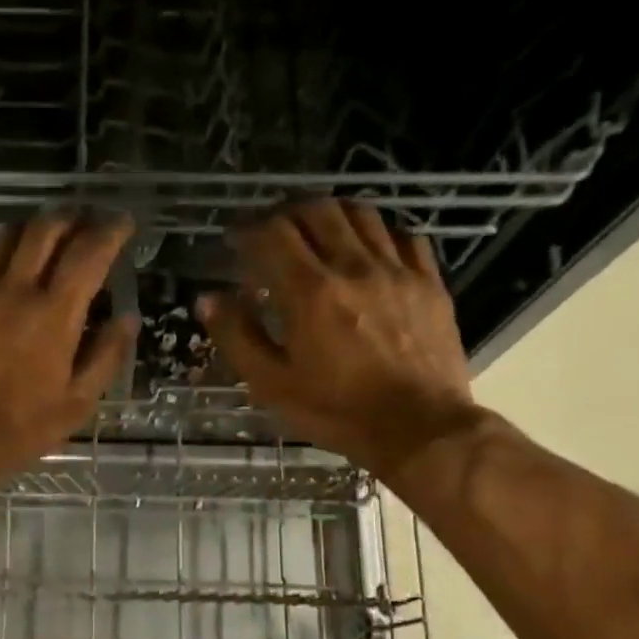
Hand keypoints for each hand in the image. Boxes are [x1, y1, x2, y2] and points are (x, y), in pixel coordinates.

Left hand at [0, 212, 138, 484]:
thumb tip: (127, 317)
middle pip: (45, 230)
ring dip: (29, 229)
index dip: (110, 231)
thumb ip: (106, 357)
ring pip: (4, 236)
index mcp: (54, 315)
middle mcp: (14, 290)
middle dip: (71, 219)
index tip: (122, 223)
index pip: (88, 254)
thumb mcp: (76, 404)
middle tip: (82, 225)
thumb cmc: (18, 430)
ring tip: (39, 239)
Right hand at [198, 200, 481, 481]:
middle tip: (272, 231)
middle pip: (318, 211)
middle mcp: (354, 267)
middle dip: (287, 213)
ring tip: (316, 231)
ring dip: (331, 214)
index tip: (236, 240)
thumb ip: (237, 337)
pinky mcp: (429, 283)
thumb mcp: (272, 384)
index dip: (249, 229)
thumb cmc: (336, 411)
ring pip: (362, 214)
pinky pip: (404, 236)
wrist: (418, 428)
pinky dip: (377, 232)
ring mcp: (397, 270)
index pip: (274, 234)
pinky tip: (368, 248)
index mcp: (310, 292)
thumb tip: (208, 298)